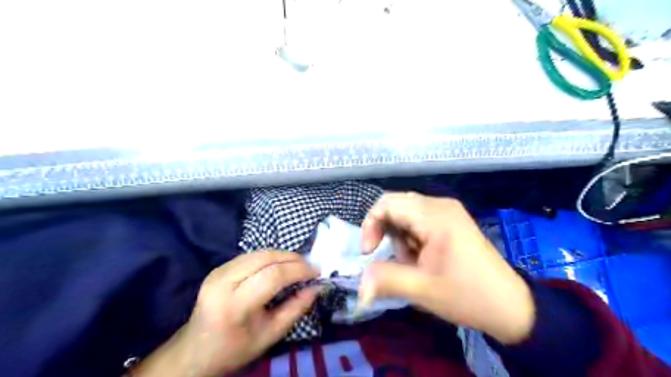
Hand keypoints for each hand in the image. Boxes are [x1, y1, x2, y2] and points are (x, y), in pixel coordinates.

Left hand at [135, 251, 318, 376]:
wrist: (196, 350)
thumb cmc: (236, 348)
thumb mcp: (271, 335)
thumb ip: (296, 309)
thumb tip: (317, 287)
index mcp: (234, 305)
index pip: (272, 276)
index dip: (298, 270)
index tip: (316, 272)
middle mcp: (223, 282)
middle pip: (265, 258)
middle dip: (292, 258)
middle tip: (309, 266)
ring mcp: (218, 272)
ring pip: (258, 253)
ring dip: (282, 255)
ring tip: (298, 265)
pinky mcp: (218, 268)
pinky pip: (250, 255)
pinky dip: (269, 257)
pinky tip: (280, 265)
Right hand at [359, 193, 538, 342]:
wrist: (510, 306)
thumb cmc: (468, 295)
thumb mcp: (423, 290)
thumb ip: (386, 281)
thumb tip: (358, 285)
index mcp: (435, 215)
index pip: (387, 204)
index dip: (370, 225)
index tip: (369, 252)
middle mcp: (440, 205)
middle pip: (395, 205)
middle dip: (385, 231)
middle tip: (390, 257)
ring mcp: (447, 211)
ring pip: (405, 213)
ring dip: (399, 237)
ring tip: (412, 262)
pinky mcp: (450, 221)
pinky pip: (417, 221)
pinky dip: (411, 238)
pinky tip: (421, 258)